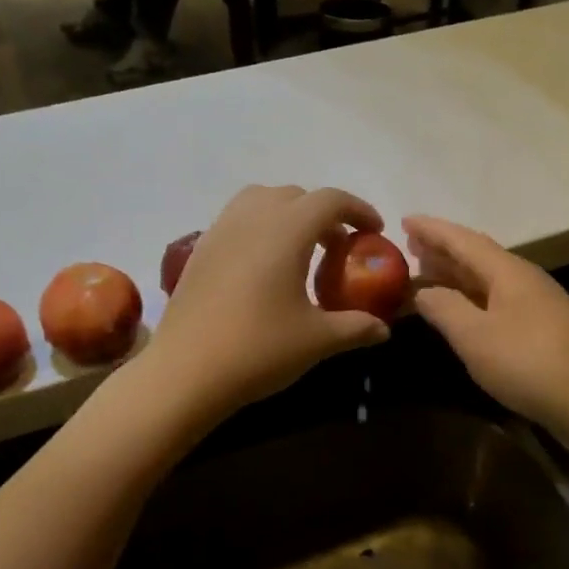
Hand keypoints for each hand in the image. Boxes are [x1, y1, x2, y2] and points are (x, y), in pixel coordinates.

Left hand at [146, 186, 391, 416]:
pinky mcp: (199, 251)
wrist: (185, 372)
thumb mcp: (317, 341)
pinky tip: (263, 268)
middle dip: (324, 214)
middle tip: (339, 248)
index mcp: (286, 230)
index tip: (374, 231)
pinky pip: (237, 221)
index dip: (358, 210)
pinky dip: (259, 228)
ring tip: (300, 251)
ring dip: (288, 215)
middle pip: (296, 195)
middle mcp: (252, 218)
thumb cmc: (258, 349)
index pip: (330, 200)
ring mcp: (220, 231)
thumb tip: (384, 329)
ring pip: (261, 201)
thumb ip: (356, 327)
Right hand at [405, 216, 568, 438]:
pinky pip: (497, 299)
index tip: (404, 220)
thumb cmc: (528, 363)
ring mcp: (537, 303)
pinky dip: (472, 297)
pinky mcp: (543, 328)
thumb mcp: (474, 336)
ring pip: (488, 279)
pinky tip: (462, 309)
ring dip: (456, 274)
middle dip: (443, 250)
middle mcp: (524, 279)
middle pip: (477, 256)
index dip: (432, 230)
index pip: (463, 240)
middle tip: (410, 248)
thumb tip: (422, 291)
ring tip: (428, 274)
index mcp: (508, 272)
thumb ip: (444, 308)